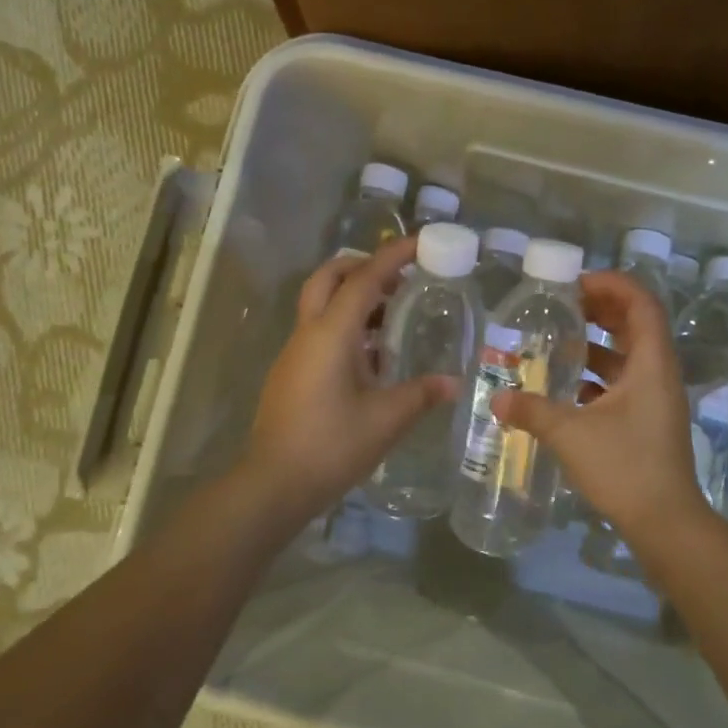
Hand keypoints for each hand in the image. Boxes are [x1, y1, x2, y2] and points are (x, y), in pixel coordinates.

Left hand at [244, 237, 456, 524]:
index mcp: (331, 334)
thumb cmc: (331, 446)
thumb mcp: (385, 420)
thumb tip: (454, 383)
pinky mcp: (290, 373)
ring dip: (353, 297)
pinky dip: (345, 325)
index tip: (421, 242)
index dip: (393, 256)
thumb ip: (421, 395)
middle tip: (398, 277)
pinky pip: (318, 331)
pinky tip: (371, 355)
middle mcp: (308, 333)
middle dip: (362, 266)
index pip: (365, 279)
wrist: (273, 484)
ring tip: (392, 314)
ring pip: (320, 304)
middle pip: (329, 278)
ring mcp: (294, 353)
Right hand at [493, 269, 714, 549]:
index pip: (641, 303)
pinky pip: (625, 383)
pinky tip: (569, 386)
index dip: (612, 284)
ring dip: (600, 342)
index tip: (576, 284)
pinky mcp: (649, 421)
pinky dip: (600, 375)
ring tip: (562, 339)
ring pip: (630, 355)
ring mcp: (657, 399)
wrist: (665, 522)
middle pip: (636, 324)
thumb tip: (497, 399)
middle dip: (602, 309)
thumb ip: (532, 411)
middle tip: (564, 305)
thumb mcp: (571, 434)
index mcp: (651, 363)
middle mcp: (659, 373)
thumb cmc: (624, 467)